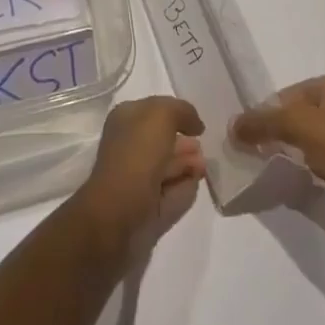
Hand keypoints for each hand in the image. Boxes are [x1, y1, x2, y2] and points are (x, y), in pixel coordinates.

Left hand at [72, 96, 205, 253]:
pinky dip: (184, 188)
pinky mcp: (147, 208)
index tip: (198, 125)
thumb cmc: (137, 155)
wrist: (119, 214)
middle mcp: (129, 146)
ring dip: (187, 165)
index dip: (177, 114)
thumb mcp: (161, 115)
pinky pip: (171, 193)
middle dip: (185, 143)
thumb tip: (195, 124)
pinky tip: (196, 184)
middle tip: (205, 148)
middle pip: (162, 140)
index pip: (154, 110)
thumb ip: (182, 111)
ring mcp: (137, 179)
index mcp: (125, 119)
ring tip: (205, 167)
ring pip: (167, 167)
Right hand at [230, 75, 324, 210]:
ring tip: (288, 171)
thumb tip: (232, 125)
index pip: (289, 94)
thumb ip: (264, 123)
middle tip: (267, 156)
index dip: (268, 115)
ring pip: (318, 137)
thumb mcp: (301, 128)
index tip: (254, 140)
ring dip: (301, 152)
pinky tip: (314, 181)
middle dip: (284, 134)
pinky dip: (320, 166)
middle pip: (303, 114)